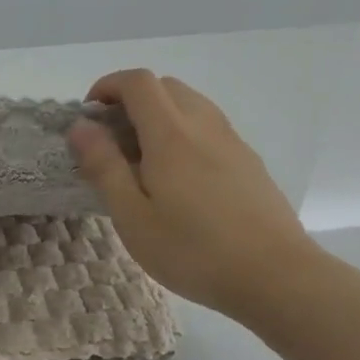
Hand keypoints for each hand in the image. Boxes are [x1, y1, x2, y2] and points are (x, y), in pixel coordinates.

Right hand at [68, 70, 316, 317]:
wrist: (277, 277)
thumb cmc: (194, 251)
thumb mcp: (133, 217)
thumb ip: (104, 167)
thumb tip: (81, 127)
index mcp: (171, 134)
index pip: (137, 82)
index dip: (108, 86)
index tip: (89, 115)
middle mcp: (203, 125)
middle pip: (165, 86)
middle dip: (131, 99)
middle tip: (112, 139)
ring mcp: (232, 141)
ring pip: (190, 104)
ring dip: (159, 115)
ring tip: (142, 160)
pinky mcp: (249, 161)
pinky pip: (208, 127)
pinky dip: (183, 132)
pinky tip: (179, 179)